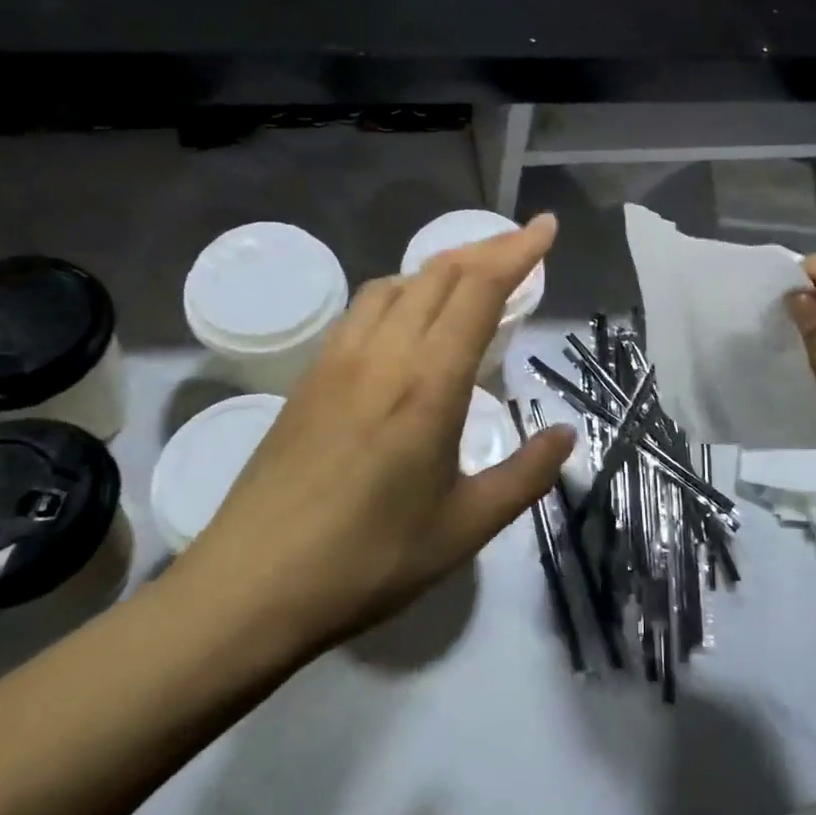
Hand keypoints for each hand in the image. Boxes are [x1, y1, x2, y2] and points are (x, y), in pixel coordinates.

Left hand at [178, 215, 575, 656]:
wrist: (250, 587)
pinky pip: (365, 308)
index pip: (479, 289)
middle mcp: (384, 353)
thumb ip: (524, 476)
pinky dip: (403, 291)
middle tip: (523, 246)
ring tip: (471, 279)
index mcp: (429, 383)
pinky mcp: (311, 375)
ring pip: (397, 283)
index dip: (517, 250)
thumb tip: (564, 435)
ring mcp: (340, 359)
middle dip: (488, 248)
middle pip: (440, 273)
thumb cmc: (368, 562)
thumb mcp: (464, 528)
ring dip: (442, 267)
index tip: (547, 227)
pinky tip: (409, 320)